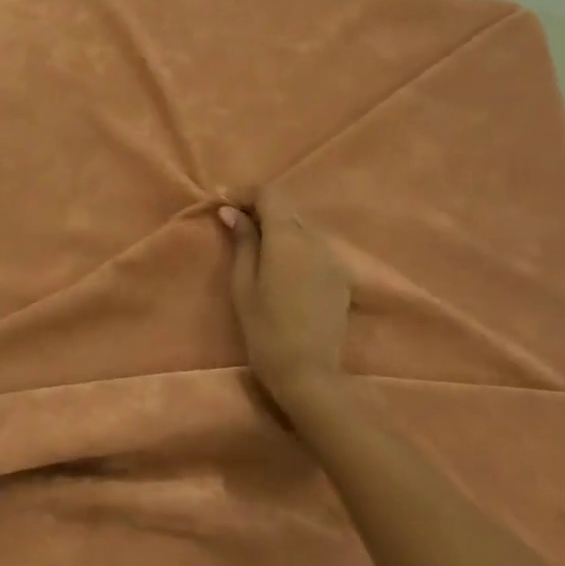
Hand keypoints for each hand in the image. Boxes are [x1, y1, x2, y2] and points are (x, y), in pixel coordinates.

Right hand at [219, 187, 352, 406]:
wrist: (308, 372)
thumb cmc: (265, 329)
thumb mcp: (243, 284)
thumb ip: (242, 242)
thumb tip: (231, 211)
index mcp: (288, 238)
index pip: (270, 194)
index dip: (246, 193)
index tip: (223, 203)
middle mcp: (315, 240)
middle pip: (287, 210)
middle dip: (260, 210)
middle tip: (234, 223)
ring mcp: (333, 259)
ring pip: (302, 229)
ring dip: (278, 229)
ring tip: (255, 247)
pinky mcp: (340, 278)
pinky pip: (314, 250)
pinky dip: (294, 248)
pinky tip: (280, 269)